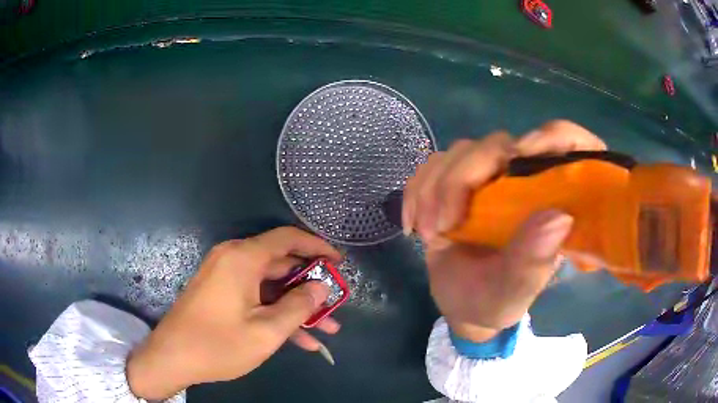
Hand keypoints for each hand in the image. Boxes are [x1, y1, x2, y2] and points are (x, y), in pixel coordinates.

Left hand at [126, 227, 341, 399]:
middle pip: (281, 264)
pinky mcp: (221, 293)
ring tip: (326, 328)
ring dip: (297, 306)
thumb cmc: (218, 344)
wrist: (172, 358)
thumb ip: (298, 307)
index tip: (339, 262)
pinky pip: (255, 297)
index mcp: (242, 258)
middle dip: (310, 286)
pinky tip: (300, 339)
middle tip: (336, 304)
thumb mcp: (266, 331)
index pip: (287, 238)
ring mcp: (225, 277)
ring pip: (271, 286)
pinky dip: (276, 313)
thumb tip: (321, 287)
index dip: (317, 246)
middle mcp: (233, 259)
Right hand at [403, 120, 605, 341]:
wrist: (465, 306)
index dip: (553, 136)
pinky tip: (413, 224)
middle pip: (495, 145)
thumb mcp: (516, 289)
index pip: (566, 143)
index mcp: (550, 200)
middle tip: (443, 225)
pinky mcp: (456, 183)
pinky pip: (432, 166)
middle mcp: (522, 179)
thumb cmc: (498, 300)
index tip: (523, 153)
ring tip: (428, 233)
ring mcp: (487, 178)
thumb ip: (533, 260)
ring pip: (459, 152)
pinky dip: (416, 191)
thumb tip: (558, 218)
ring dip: (434, 189)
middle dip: (461, 179)